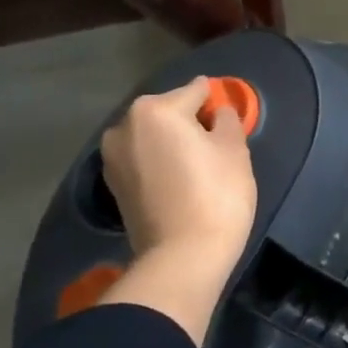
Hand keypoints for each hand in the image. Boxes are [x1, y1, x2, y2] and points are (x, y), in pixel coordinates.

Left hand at [96, 77, 257, 342]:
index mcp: (155, 110)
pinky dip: (159, 163)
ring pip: (152, 136)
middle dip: (190, 122)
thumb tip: (217, 112)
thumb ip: (227, 120)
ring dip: (172, 143)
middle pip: (168, 112)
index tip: (229, 121)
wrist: (183, 256)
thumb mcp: (235, 150)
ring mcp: (112, 157)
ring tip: (197, 166)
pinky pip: (142, 160)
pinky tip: (178, 182)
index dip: (217, 103)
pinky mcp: (112, 184)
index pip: (195, 91)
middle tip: (215, 147)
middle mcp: (124, 126)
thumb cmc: (217, 195)